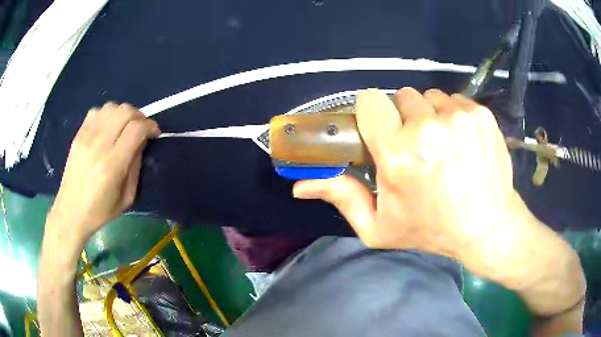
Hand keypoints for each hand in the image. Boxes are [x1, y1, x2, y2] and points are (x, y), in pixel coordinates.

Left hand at [48, 102, 160, 246]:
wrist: (70, 211)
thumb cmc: (100, 211)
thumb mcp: (126, 198)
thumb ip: (135, 167)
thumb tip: (141, 143)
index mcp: (112, 165)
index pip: (136, 129)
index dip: (150, 126)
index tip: (155, 133)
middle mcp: (99, 145)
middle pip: (125, 111)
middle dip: (139, 116)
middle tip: (142, 128)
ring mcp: (86, 137)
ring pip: (111, 107)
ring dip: (123, 113)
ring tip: (125, 126)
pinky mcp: (78, 135)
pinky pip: (96, 111)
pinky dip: (107, 114)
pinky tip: (108, 127)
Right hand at [294, 88, 517, 260]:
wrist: (486, 226)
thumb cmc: (431, 229)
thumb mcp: (379, 226)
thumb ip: (341, 198)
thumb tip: (299, 185)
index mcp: (397, 153)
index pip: (370, 101)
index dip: (374, 115)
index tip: (384, 133)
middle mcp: (427, 127)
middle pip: (402, 96)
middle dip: (405, 118)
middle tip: (418, 147)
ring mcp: (459, 117)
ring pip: (431, 97)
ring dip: (431, 116)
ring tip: (442, 146)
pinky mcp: (481, 114)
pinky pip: (455, 100)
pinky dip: (454, 116)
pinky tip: (462, 142)